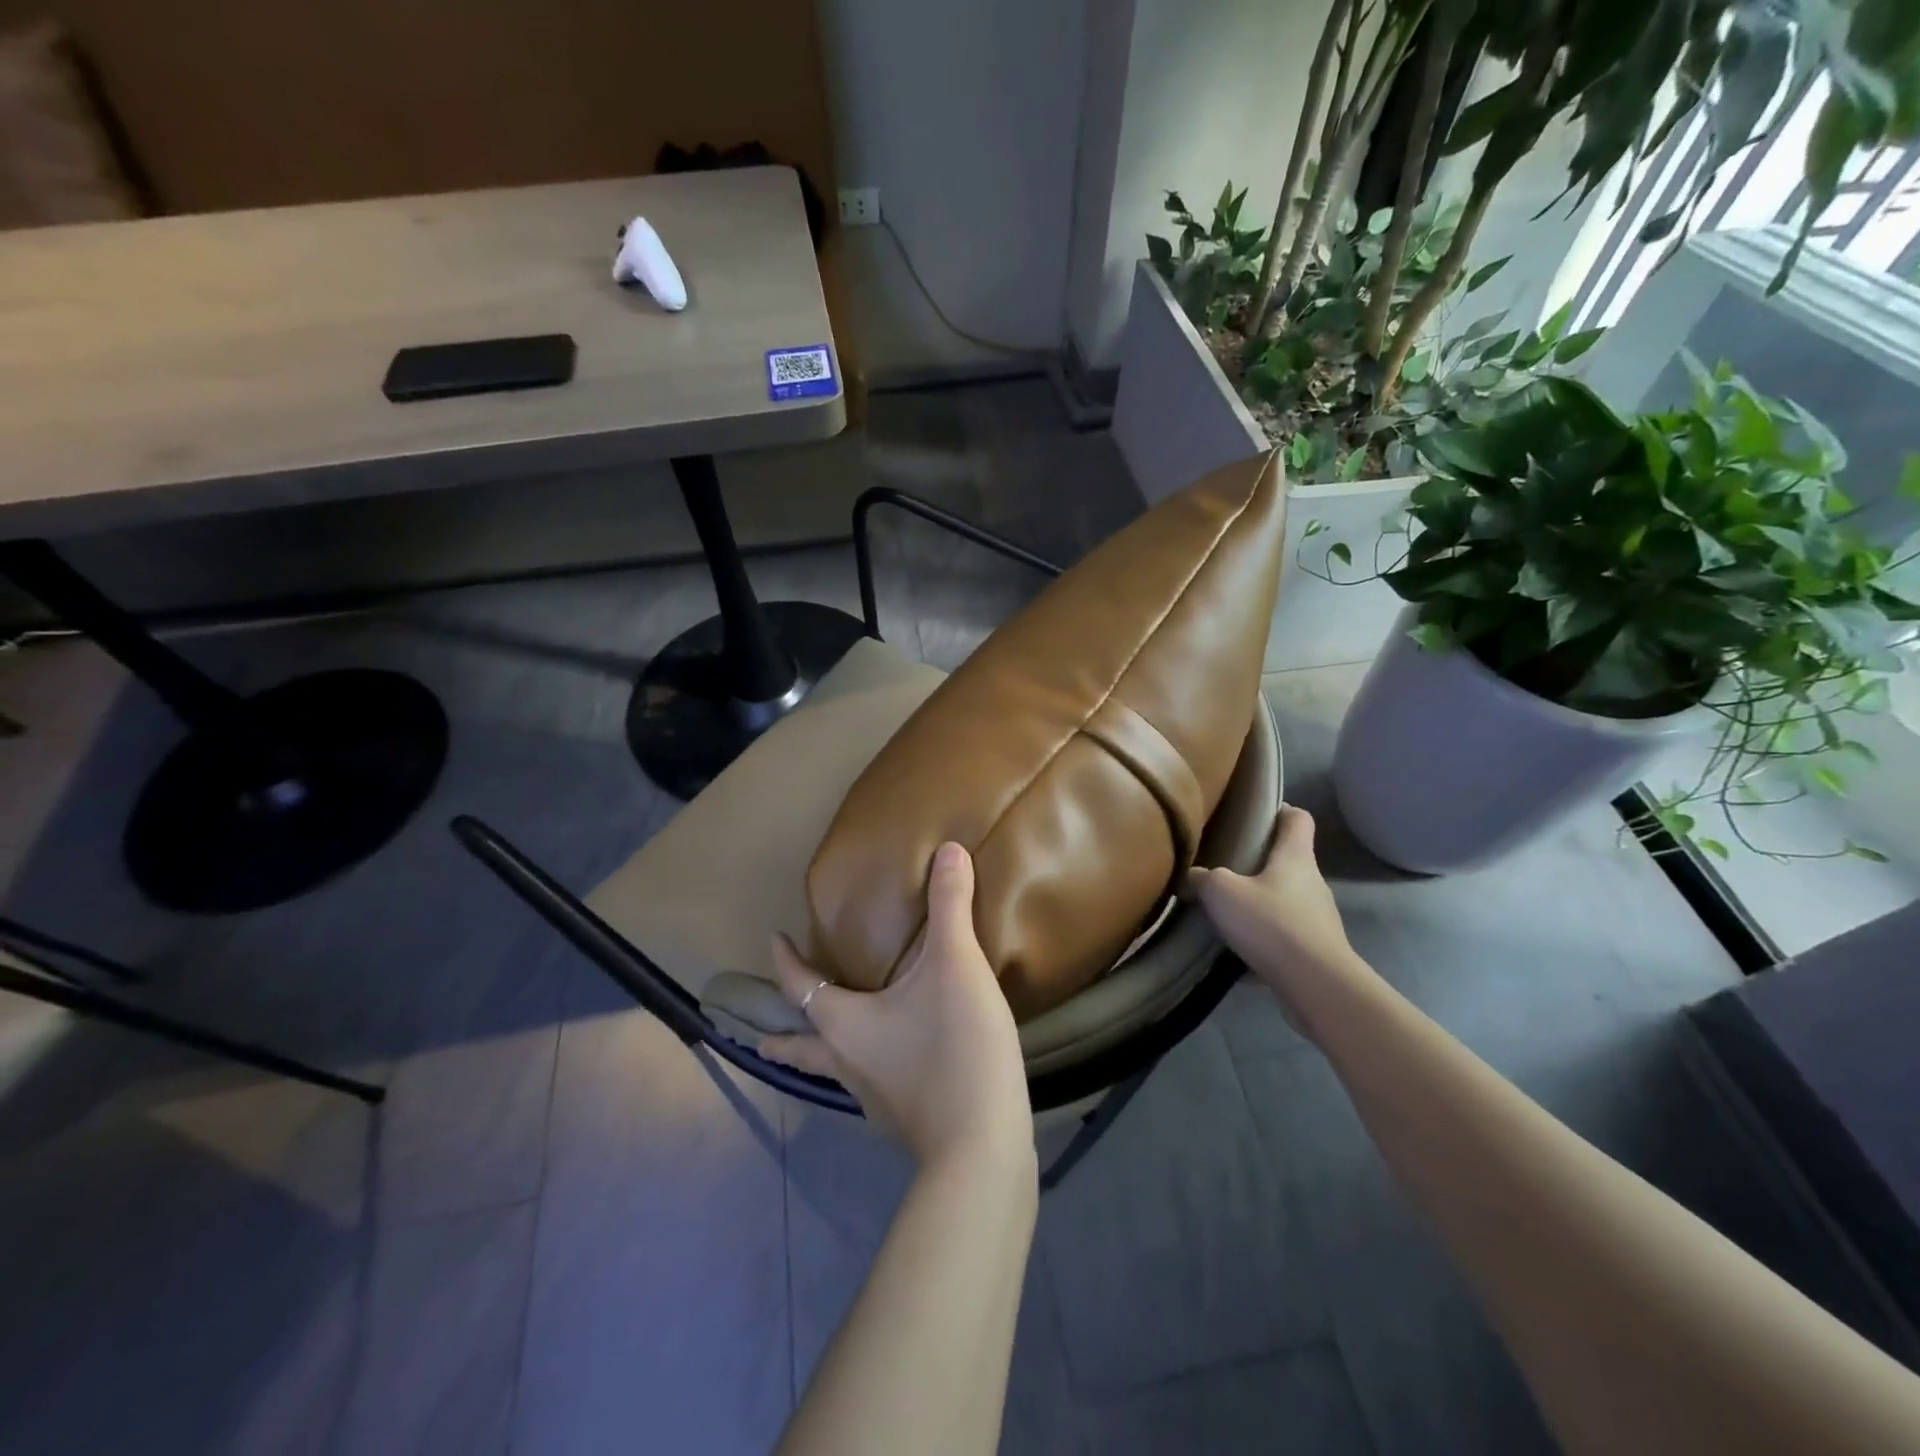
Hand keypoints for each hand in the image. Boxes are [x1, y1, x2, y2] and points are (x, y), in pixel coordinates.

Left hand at [764, 842, 1033, 1171]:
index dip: (784, 961)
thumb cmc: (954, 1048)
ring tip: (832, 1043)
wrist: (983, 1146)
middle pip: (800, 1048)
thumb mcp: (956, 965)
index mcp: (844, 1025)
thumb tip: (949, 850)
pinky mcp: (904, 1120)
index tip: (773, 939)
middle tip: (760, 1034)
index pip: (798, 987)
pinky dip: (868, 1070)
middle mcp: (846, 1064)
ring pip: (835, 1070)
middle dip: (780, 1037)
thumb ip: (950, 906)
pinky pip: (873, 1087)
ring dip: (823, 1053)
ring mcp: (873, 1100)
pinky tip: (894, 1068)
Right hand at [1189, 806, 1364, 1019]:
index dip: (1279, 811)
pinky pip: (1284, 937)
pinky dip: (1263, 940)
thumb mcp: (1221, 892)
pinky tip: (1236, 953)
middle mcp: (1312, 882)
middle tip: (1224, 866)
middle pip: (1288, 861)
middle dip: (1258, 862)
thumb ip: (1203, 878)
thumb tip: (1192, 876)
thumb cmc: (1270, 923)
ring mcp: (1318, 918)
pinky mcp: (1316, 950)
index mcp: (1296, 856)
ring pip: (1284, 900)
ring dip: (1259, 903)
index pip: (1298, 818)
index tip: (1254, 814)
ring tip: (1226, 912)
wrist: (1315, 985)